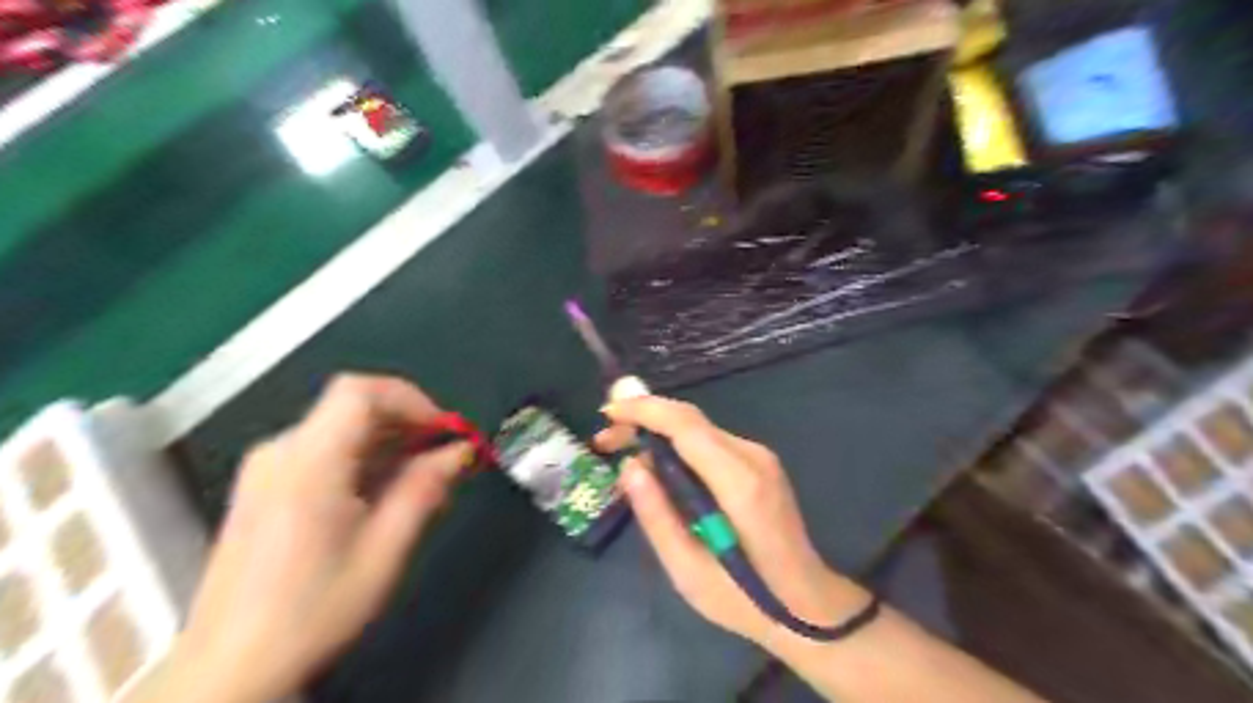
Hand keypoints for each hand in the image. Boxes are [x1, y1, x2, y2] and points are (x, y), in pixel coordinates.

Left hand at [162, 377, 465, 702]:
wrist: (230, 669)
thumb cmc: (311, 612)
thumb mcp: (384, 550)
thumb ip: (425, 489)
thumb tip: (460, 452)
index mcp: (308, 464)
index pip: (360, 392)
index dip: (411, 400)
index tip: (443, 432)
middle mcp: (280, 454)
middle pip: (352, 407)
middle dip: (407, 424)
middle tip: (443, 459)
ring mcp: (267, 469)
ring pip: (341, 428)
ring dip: (389, 443)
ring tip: (420, 481)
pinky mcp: (264, 487)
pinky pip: (324, 450)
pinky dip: (364, 458)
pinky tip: (382, 494)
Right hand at [597, 390, 872, 647]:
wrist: (809, 604)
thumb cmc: (746, 599)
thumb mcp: (688, 571)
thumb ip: (656, 516)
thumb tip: (629, 466)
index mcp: (738, 482)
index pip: (685, 425)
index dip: (643, 410)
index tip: (607, 413)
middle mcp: (752, 457)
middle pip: (689, 420)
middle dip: (643, 418)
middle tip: (604, 439)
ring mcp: (759, 458)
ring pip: (698, 428)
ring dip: (658, 432)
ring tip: (623, 454)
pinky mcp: (759, 464)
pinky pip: (709, 443)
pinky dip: (677, 445)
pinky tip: (657, 467)